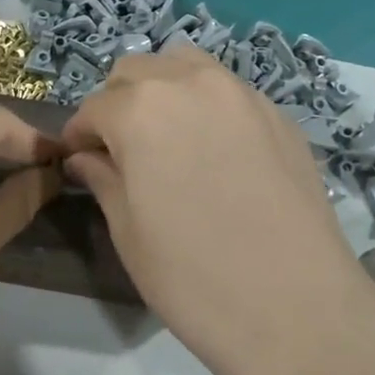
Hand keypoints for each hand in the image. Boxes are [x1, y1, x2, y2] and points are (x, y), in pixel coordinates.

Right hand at [59, 47, 374, 374]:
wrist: (296, 307)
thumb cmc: (192, 276)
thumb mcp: (129, 231)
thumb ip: (102, 179)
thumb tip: (85, 158)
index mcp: (141, 109)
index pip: (93, 107)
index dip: (79, 135)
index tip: (78, 160)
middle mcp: (191, 83)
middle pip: (137, 71)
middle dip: (118, 103)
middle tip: (121, 150)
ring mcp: (242, 94)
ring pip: (187, 67)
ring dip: (164, 90)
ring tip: (167, 138)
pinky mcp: (279, 114)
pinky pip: (229, 91)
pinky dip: (207, 105)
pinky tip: (216, 151)